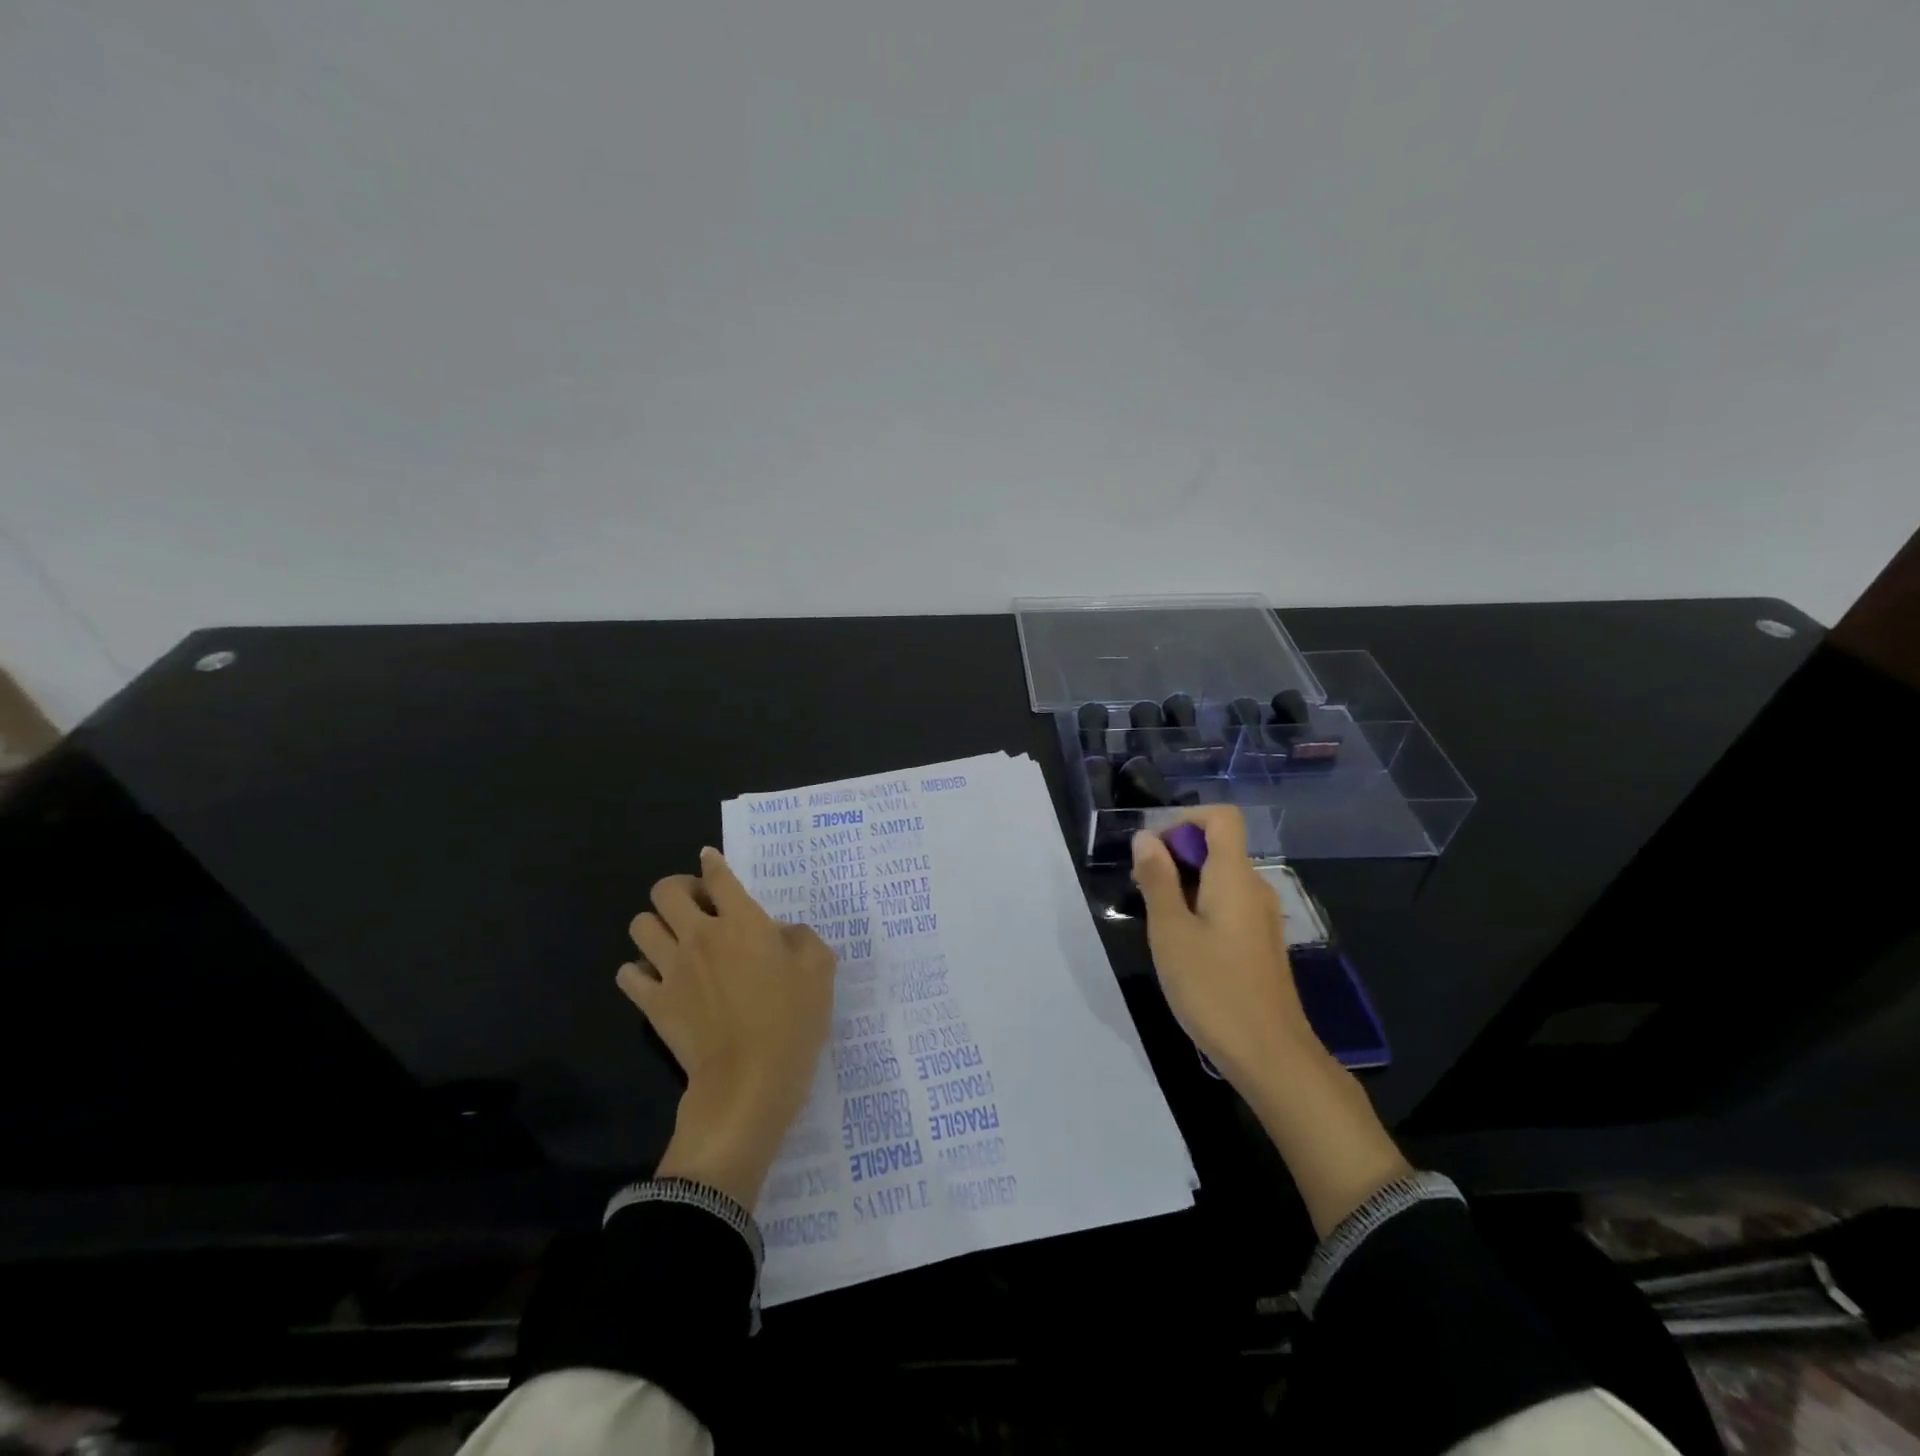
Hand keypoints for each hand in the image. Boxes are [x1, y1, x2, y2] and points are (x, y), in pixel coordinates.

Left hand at [618, 847, 835, 1205]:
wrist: (749, 1081)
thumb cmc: (792, 1020)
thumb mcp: (820, 969)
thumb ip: (801, 937)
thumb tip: (780, 932)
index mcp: (742, 921)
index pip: (718, 876)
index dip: (712, 863)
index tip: (710, 860)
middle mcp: (701, 935)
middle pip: (665, 890)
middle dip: (678, 890)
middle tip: (699, 908)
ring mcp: (672, 969)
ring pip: (640, 925)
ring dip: (656, 926)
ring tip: (676, 941)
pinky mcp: (654, 1003)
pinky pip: (628, 974)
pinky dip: (639, 971)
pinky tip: (659, 979)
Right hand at [1128, 806, 1315, 1091]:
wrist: (1270, 1056)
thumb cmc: (1213, 989)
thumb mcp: (1171, 932)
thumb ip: (1158, 880)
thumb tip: (1145, 837)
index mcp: (1235, 877)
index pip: (1222, 818)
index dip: (1185, 820)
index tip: (1153, 850)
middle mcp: (1255, 888)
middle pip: (1218, 846)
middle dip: (1176, 855)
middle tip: (1143, 889)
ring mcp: (1261, 918)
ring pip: (1220, 878)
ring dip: (1185, 884)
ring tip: (1157, 920)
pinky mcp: (1260, 943)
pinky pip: (1228, 904)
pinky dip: (1201, 907)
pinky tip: (1182, 944)